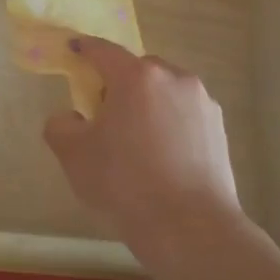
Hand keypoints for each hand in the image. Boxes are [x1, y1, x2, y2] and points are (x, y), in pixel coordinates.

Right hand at [44, 37, 244, 249]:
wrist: (191, 229)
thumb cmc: (126, 184)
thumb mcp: (74, 156)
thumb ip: (60, 126)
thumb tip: (71, 118)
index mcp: (136, 76)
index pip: (103, 50)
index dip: (84, 49)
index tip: (73, 50)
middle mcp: (173, 77)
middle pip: (137, 69)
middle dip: (118, 83)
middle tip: (104, 114)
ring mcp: (202, 101)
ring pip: (164, 90)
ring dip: (147, 102)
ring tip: (137, 140)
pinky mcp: (219, 127)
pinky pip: (184, 112)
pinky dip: (169, 122)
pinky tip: (162, 155)